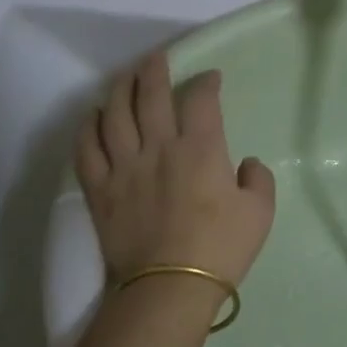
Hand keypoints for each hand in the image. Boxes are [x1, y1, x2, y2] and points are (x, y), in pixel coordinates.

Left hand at [75, 52, 276, 290]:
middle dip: (155, 70)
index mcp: (201, 149)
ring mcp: (124, 166)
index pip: (201, 100)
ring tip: (124, 77)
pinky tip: (92, 116)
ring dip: (119, 89)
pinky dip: (87, 127)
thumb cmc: (221, 249)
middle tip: (157, 58)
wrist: (170, 288)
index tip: (211, 78)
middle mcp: (159, 147)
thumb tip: (246, 164)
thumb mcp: (260, 213)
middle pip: (152, 95)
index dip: (207, 82)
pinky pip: (87, 149)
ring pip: (115, 114)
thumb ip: (259, 180)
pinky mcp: (100, 189)